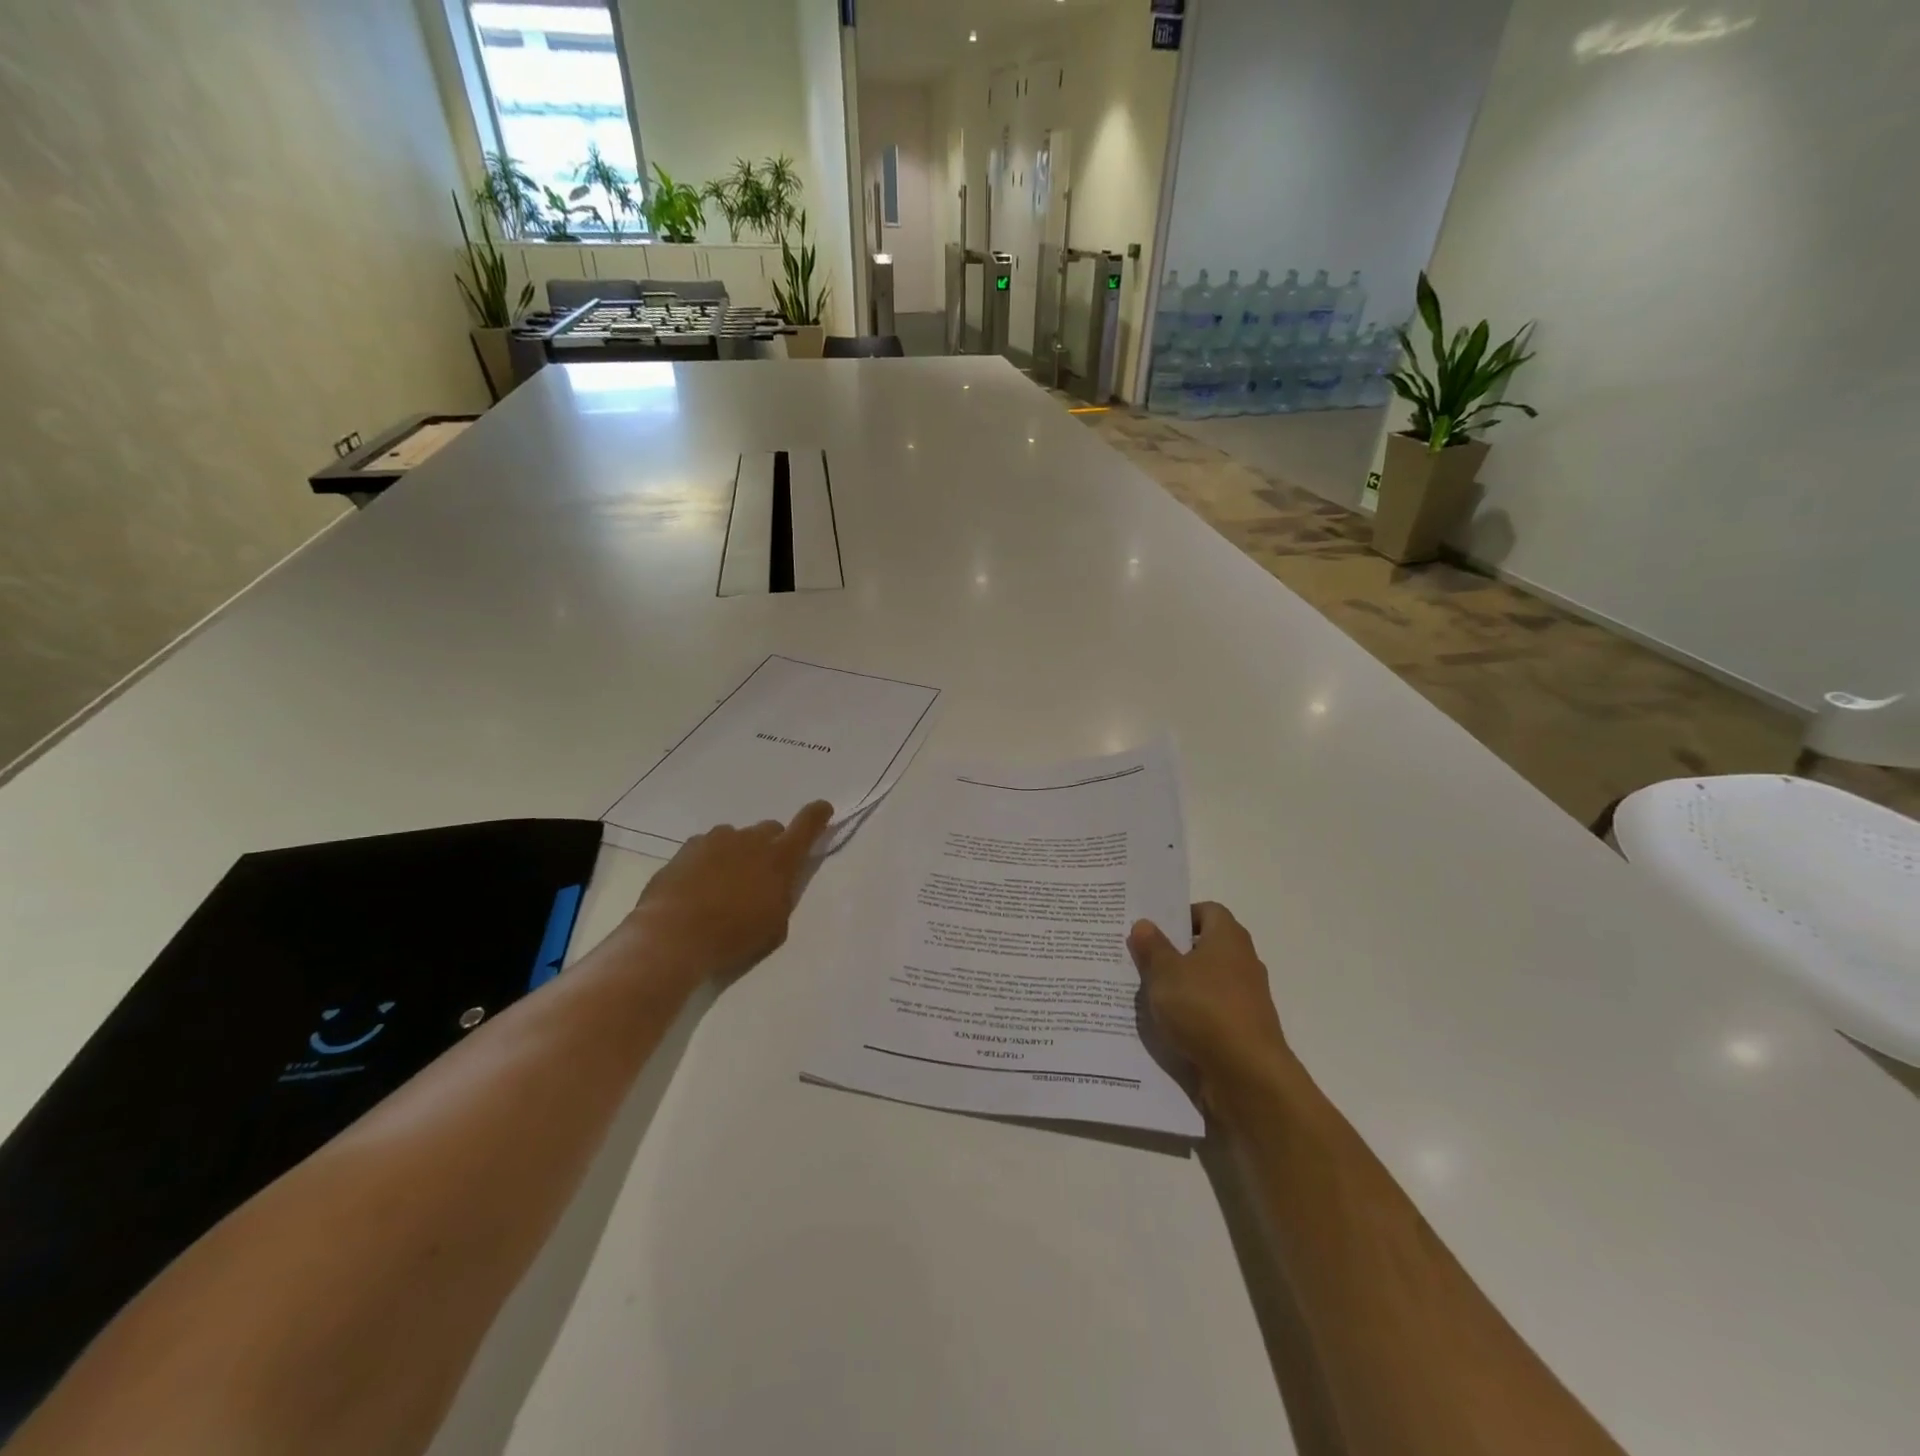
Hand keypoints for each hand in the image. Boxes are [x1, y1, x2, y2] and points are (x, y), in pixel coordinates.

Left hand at [633, 800, 833, 985]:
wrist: (673, 936)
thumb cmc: (733, 937)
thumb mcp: (774, 927)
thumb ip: (781, 897)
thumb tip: (778, 885)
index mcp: (779, 859)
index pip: (807, 825)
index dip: (817, 815)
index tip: (823, 809)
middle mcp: (750, 840)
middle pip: (770, 829)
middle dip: (772, 845)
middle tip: (763, 873)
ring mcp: (716, 840)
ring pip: (737, 837)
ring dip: (739, 852)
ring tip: (726, 883)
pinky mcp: (688, 848)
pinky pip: (708, 846)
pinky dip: (711, 860)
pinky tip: (700, 885)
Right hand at [1129, 903, 1295, 1117]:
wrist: (1248, 1075)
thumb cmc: (1205, 1009)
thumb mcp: (1165, 973)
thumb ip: (1152, 947)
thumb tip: (1144, 924)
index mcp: (1228, 938)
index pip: (1208, 911)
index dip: (1182, 915)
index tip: (1154, 929)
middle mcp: (1243, 962)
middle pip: (1207, 946)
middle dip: (1176, 952)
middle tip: (1142, 958)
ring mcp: (1247, 998)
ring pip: (1208, 981)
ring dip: (1182, 986)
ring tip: (1148, 994)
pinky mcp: (1243, 1030)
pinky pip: (1212, 1012)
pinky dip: (1192, 1015)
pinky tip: (1167, 1025)